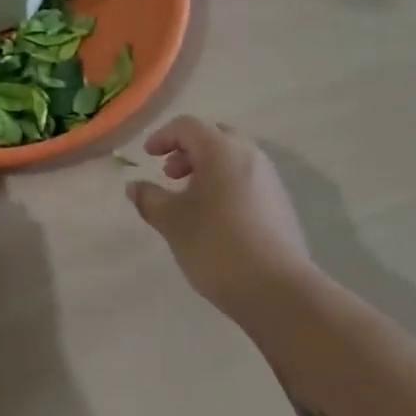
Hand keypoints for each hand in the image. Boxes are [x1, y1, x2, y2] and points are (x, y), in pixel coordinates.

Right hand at [126, 117, 313, 320]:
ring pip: (233, 158)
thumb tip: (135, 186)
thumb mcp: (172, 221)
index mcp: (222, 150)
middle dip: (188, 150)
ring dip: (207, 168)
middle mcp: (250, 155)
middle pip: (214, 136)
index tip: (147, 157)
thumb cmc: (216, 245)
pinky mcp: (280, 204)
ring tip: (189, 199)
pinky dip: (225, 184)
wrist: (277, 289)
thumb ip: (149, 198)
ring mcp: (270, 179)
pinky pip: (247, 179)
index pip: (188, 126)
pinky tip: (215, 218)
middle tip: (170, 175)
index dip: (163, 136)